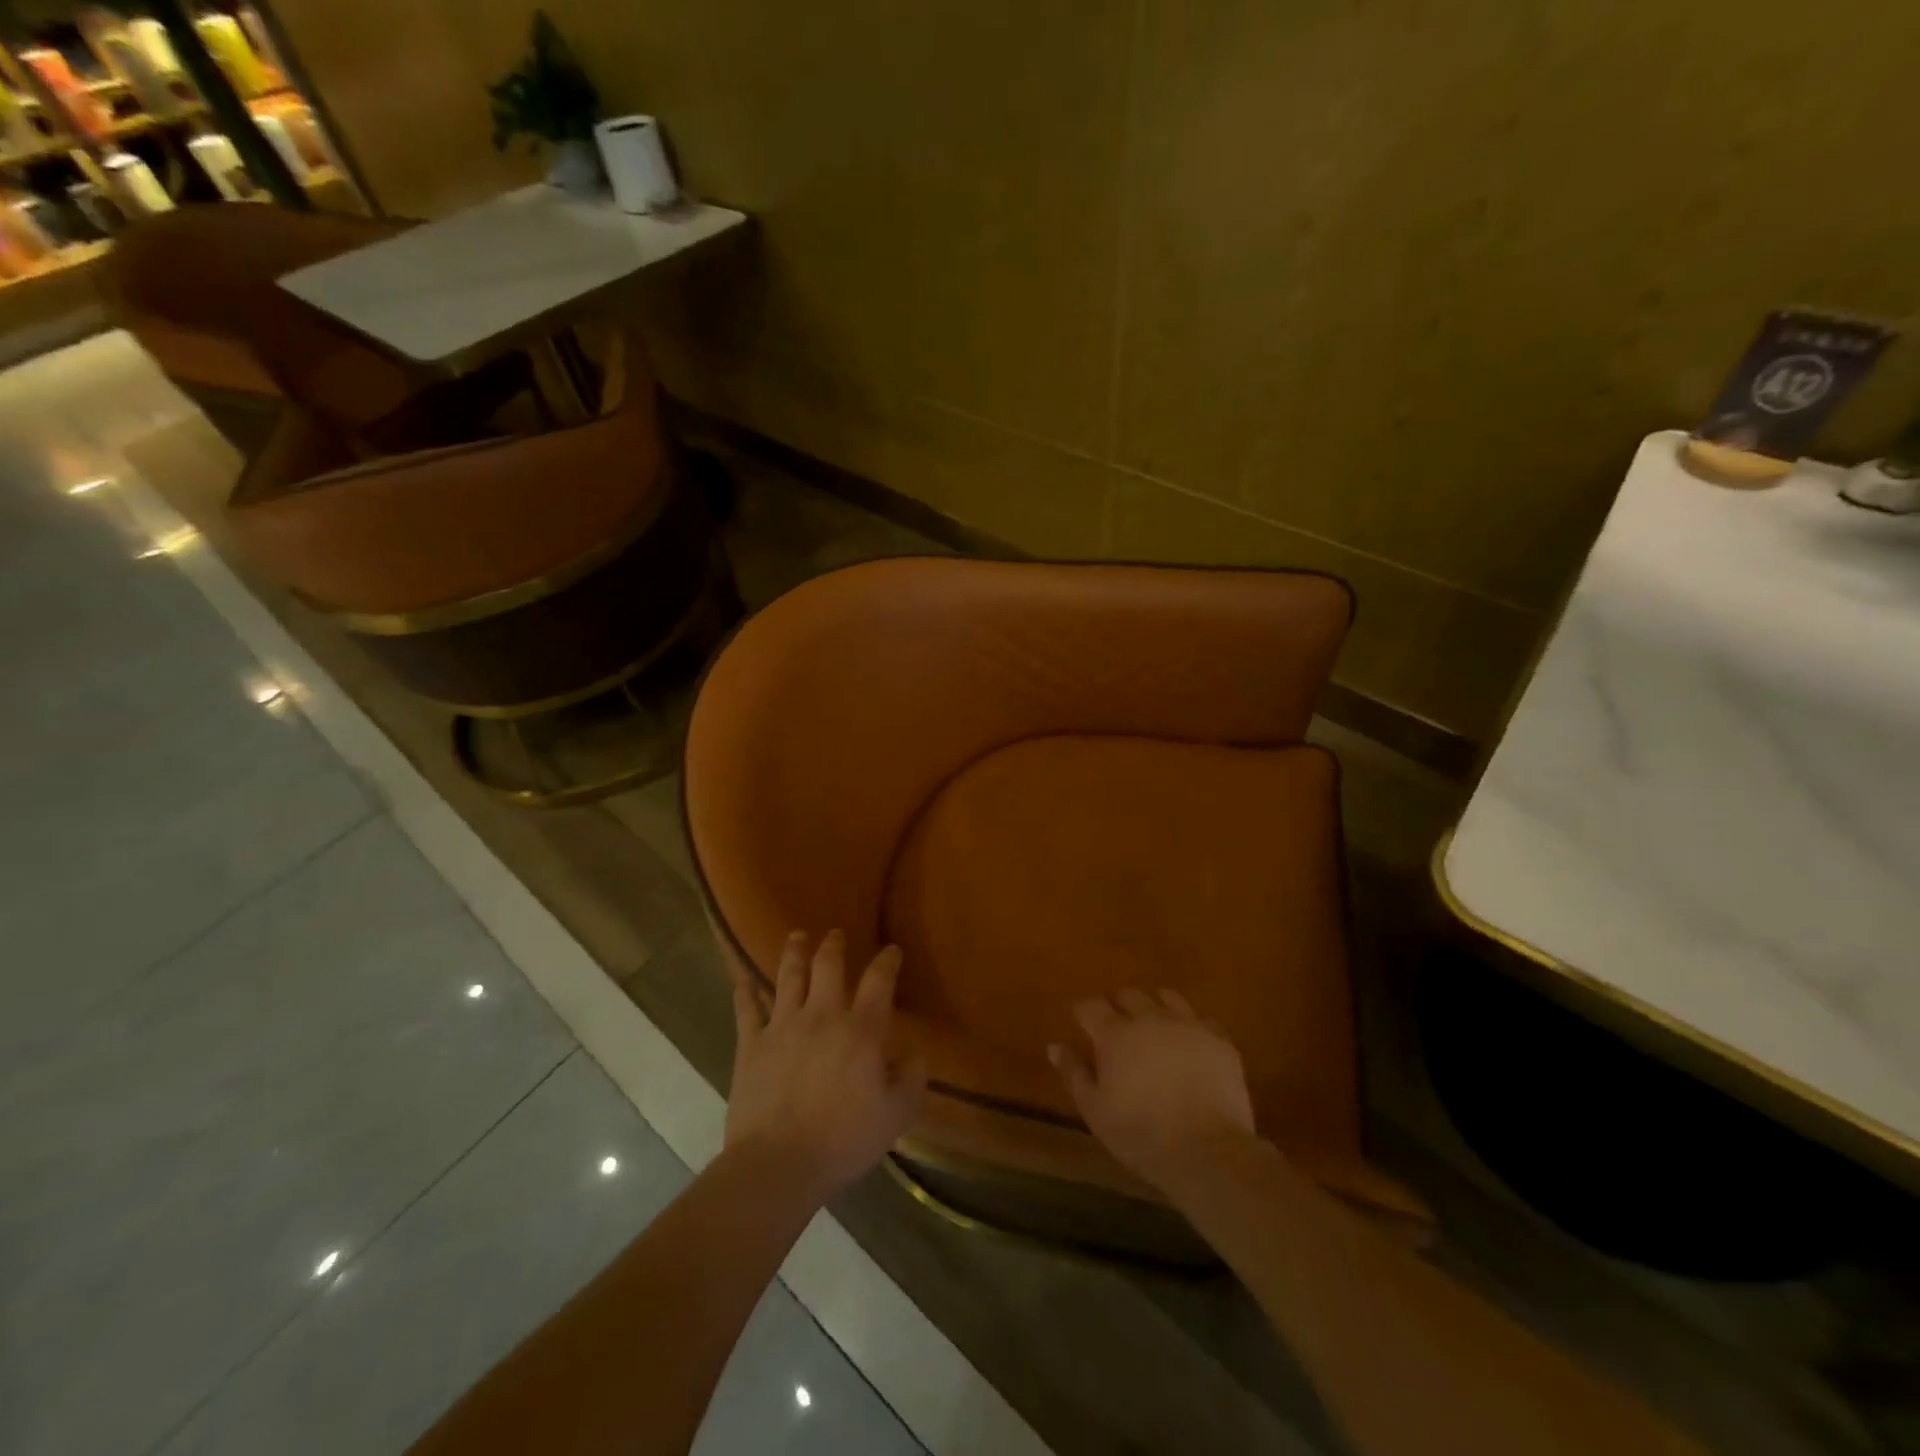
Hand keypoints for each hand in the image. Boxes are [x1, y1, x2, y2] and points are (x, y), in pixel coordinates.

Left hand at [726, 929, 926, 1201]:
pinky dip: (745, 992)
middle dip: (833, 945)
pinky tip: (743, 981)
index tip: (891, 950)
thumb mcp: (895, 1116)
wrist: (778, 1164)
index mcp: (860, 1030)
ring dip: (794, 952)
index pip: (879, 981)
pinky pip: (747, 1009)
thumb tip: (916, 1055)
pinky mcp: (751, 1044)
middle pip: (828, 965)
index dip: (887, 961)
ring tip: (796, 937)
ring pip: (788, 976)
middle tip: (835, 934)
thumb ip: (912, 1080)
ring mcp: (782, 1026)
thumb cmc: (843, 1140)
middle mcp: (822, 1015)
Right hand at [1049, 989, 1257, 1190]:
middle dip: (1120, 1006)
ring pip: (1167, 997)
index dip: (1084, 1011)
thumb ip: (1074, 1074)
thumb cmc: (1141, 1135)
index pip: (1091, 1005)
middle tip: (1119, 1029)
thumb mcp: (1095, 1111)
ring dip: (1156, 1007)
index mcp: (1115, 1034)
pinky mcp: (1219, 1040)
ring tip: (1155, 1028)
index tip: (1082, 1022)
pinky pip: (1202, 1020)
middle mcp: (1150, 1018)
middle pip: (1130, 995)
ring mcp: (1188, 1025)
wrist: (1207, 1151)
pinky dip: (1191, 1028)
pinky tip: (1191, 1046)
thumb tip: (1056, 1046)